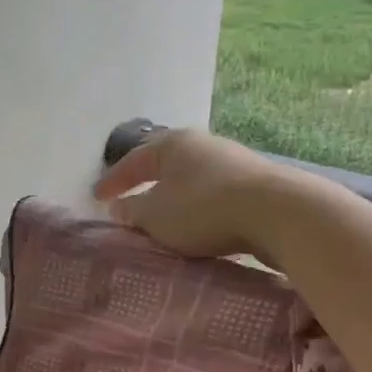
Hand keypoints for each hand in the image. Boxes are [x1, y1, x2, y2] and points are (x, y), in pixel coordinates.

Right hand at [92, 127, 290, 261]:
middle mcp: (204, 145)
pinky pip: (215, 197)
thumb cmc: (203, 209)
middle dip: (147, 185)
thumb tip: (119, 209)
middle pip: (166, 166)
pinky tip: (199, 226)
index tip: (95, 197)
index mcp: (173, 144)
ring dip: (175, 199)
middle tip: (130, 203)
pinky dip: (199, 210)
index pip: (134, 161)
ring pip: (193, 181)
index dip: (112, 180)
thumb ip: (133, 213)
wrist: (276, 212)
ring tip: (164, 220)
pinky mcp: (256, 186)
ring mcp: (234, 163)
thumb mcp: (156, 216)